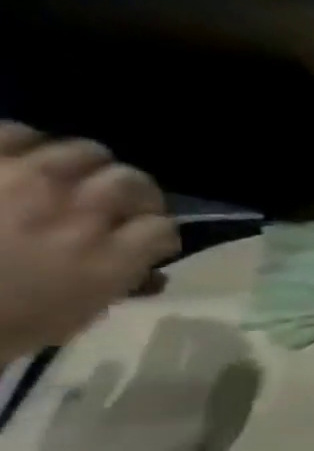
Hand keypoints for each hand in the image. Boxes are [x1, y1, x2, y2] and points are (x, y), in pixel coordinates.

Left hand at [0, 124, 177, 362]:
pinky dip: (23, 141)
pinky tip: (18, 157)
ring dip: (83, 166)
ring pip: (83, 151)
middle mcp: (80, 213)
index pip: (162, 228)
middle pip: (131, 182)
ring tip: (65, 177)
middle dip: (130, 194)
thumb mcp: (71, 317)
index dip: (155, 234)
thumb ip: (115, 285)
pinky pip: (13, 132)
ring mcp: (24, 181)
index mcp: (109, 259)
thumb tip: (146, 272)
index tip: (142, 242)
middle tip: (112, 205)